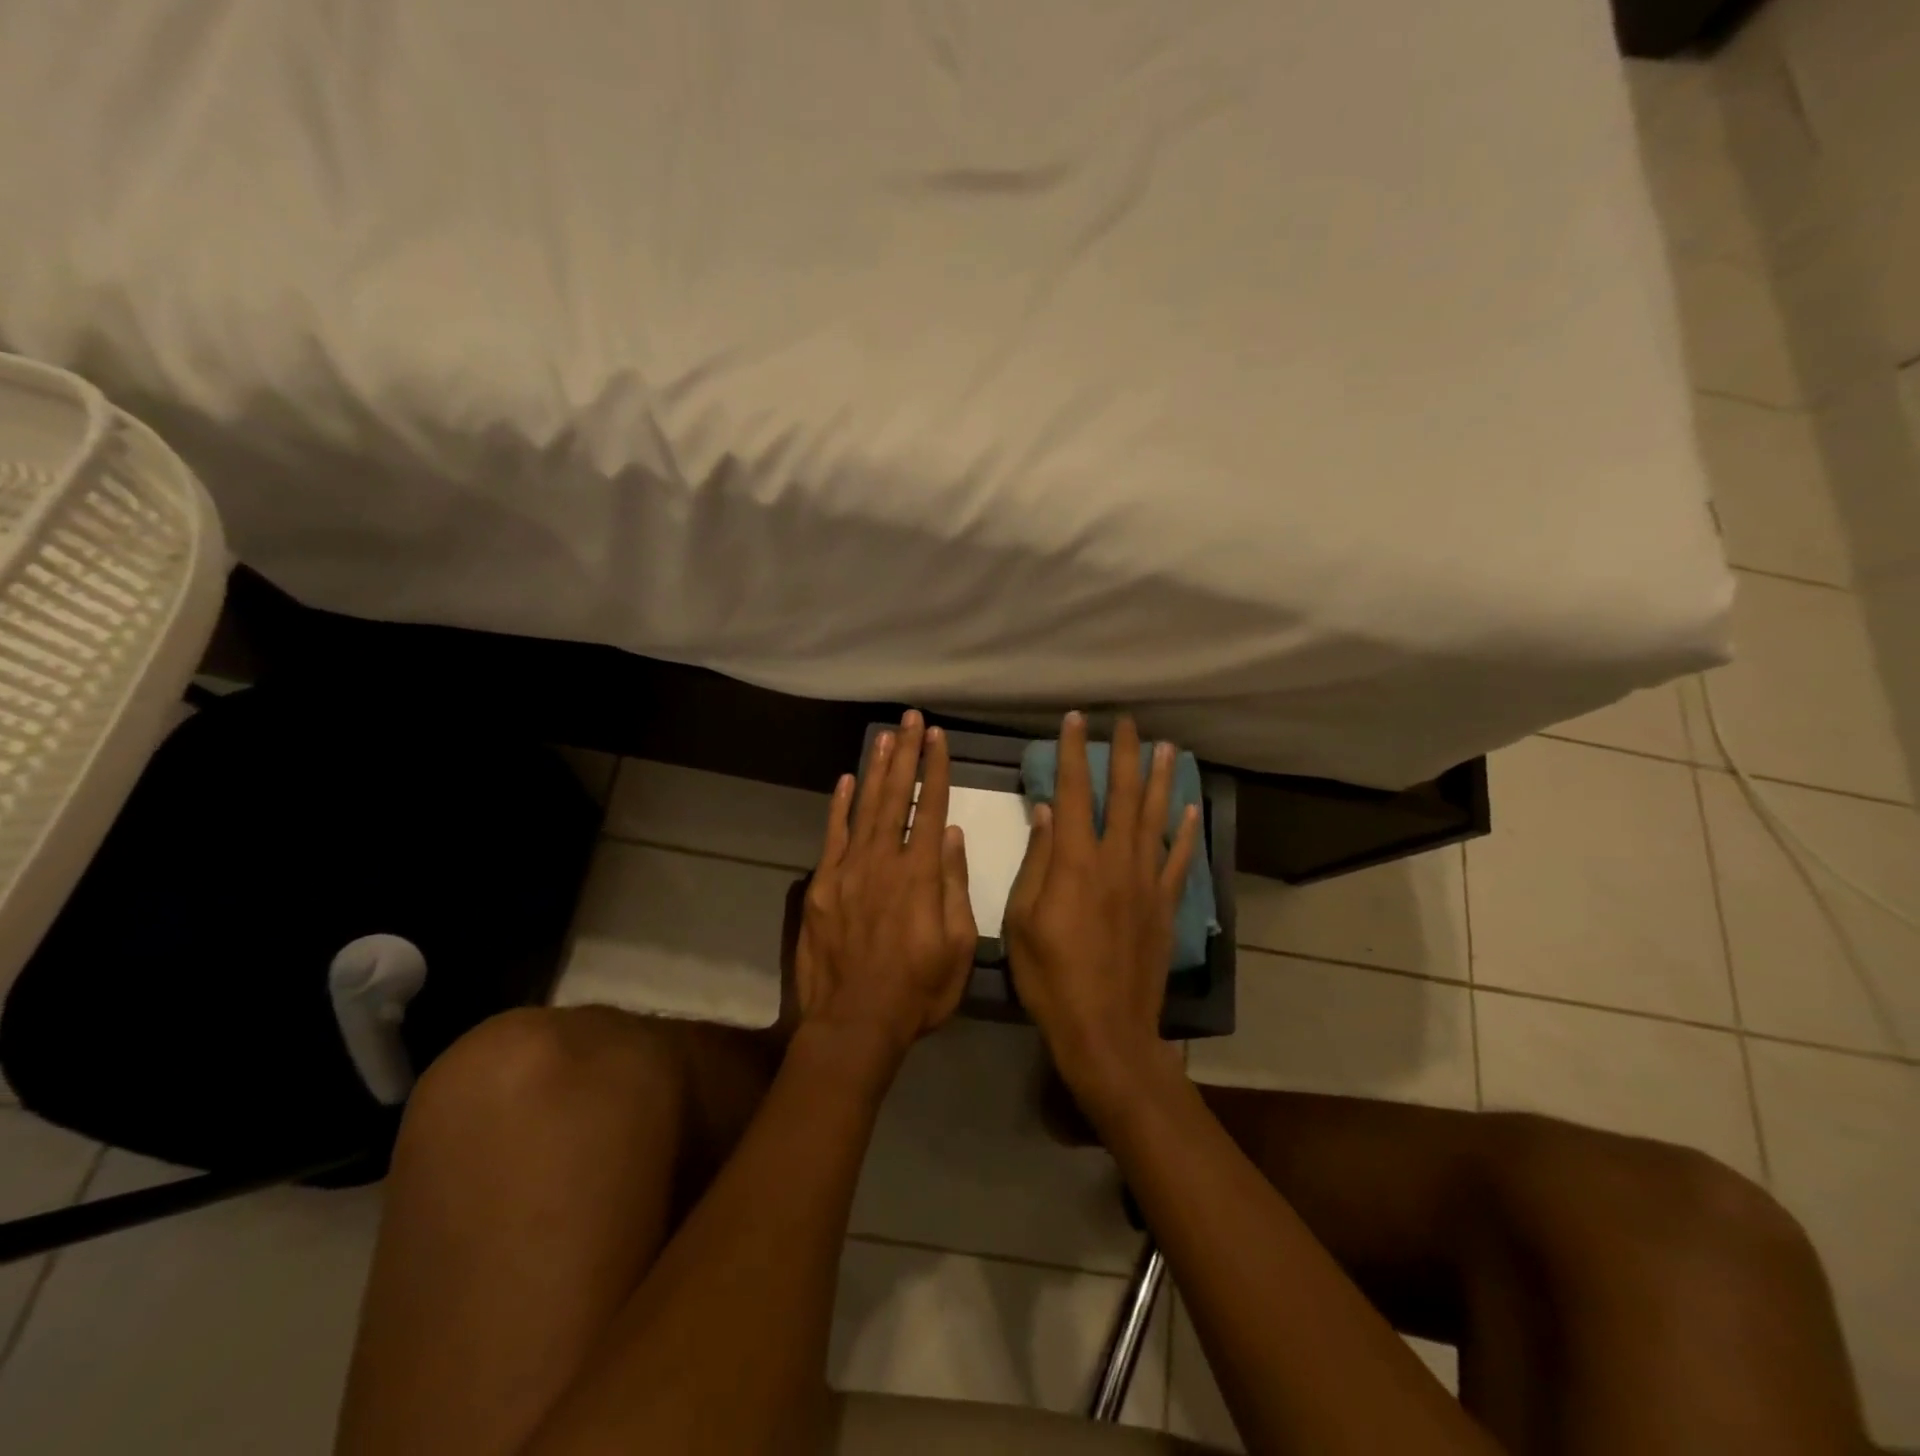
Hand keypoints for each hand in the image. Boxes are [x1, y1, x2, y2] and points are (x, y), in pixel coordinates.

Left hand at [790, 711, 976, 1070]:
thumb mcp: (958, 947)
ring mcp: (847, 871)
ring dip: (876, 769)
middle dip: (906, 755)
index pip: (931, 809)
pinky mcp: (822, 886)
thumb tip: (954, 836)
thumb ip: (955, 887)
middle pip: (896, 797)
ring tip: (886, 735)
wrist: (853, 1024)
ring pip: (865, 808)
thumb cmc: (917, 991)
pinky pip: (832, 836)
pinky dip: (839, 806)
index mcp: (921, 876)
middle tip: (911, 719)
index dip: (936, 770)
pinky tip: (847, 780)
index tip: (938, 738)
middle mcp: (884, 862)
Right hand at [1004, 712, 1200, 1106]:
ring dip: (1160, 781)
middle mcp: (1114, 860)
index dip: (1073, 753)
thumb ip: (1037, 862)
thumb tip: (1046, 812)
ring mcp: (1145, 882)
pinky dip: (1184, 833)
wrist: (1105, 1028)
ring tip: (1168, 749)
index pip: (1071, 793)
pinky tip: (1189, 810)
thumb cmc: (1051, 976)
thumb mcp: (1022, 920)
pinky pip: (1178, 860)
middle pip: (1122, 796)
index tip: (1076, 721)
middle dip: (1124, 756)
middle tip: (1129, 724)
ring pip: (1155, 819)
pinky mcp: (1164, 905)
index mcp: (1074, 862)